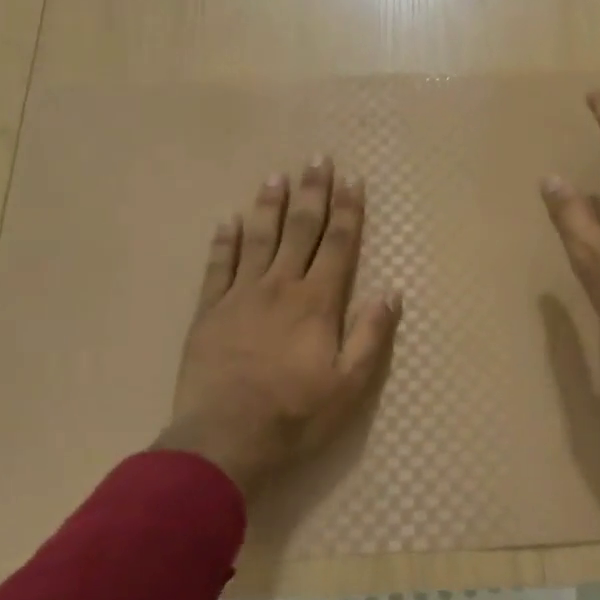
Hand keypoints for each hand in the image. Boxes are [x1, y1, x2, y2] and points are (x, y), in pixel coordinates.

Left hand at [157, 158, 401, 496]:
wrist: (224, 439)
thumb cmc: (295, 415)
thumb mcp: (349, 385)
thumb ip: (370, 335)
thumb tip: (391, 292)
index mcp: (316, 302)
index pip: (338, 245)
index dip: (348, 210)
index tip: (352, 180)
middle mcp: (279, 286)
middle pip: (300, 230)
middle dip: (312, 193)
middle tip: (316, 159)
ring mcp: (240, 296)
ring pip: (258, 239)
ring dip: (269, 206)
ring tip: (275, 177)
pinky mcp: (209, 311)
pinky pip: (217, 266)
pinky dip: (224, 242)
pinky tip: (228, 221)